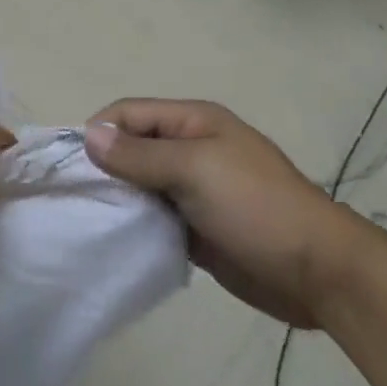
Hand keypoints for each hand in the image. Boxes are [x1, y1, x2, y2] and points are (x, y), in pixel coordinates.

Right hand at [85, 99, 365, 328]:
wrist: (318, 272)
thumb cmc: (255, 207)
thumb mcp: (194, 170)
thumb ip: (139, 154)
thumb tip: (89, 134)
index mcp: (193, 122)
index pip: (129, 114)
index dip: (97, 131)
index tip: (69, 165)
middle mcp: (189, 149)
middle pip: (131, 148)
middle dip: (102, 168)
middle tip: (72, 198)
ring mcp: (193, 190)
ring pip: (139, 185)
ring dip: (117, 199)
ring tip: (85, 221)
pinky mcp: (195, 227)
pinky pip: (153, 218)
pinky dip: (134, 225)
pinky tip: (113, 241)